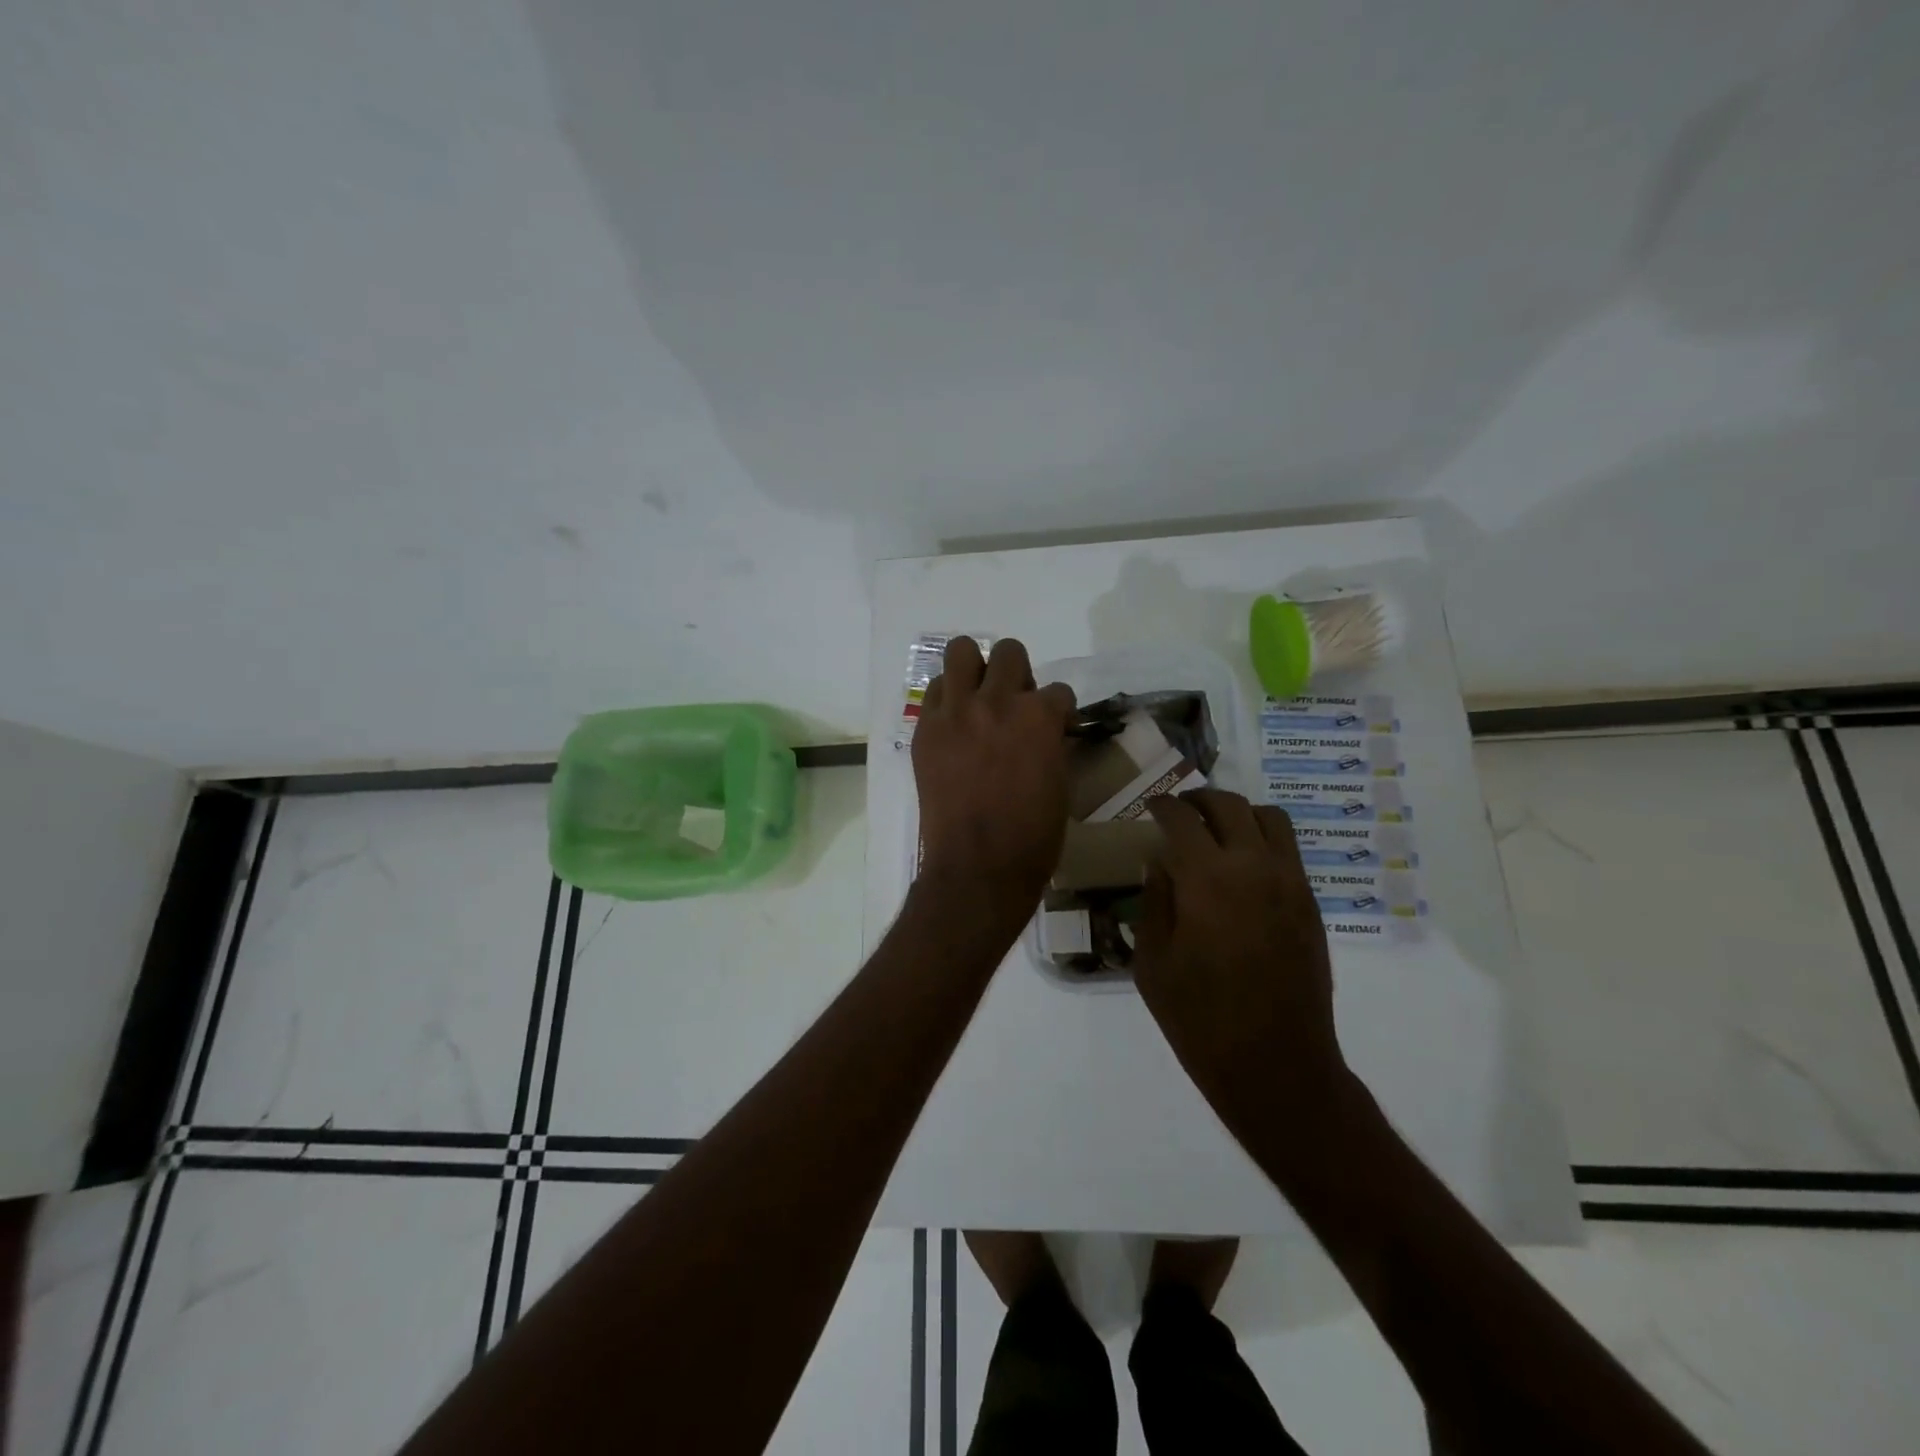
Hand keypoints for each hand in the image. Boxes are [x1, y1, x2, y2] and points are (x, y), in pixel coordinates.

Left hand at [912, 637, 1075, 916]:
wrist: (977, 866)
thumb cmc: (1032, 836)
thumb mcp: (1058, 783)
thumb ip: (1050, 744)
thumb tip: (1043, 732)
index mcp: (1039, 717)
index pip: (1058, 691)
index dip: (1058, 710)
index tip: (1053, 727)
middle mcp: (997, 702)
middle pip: (1009, 652)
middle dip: (1017, 673)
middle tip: (1013, 704)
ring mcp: (956, 712)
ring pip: (961, 651)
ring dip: (976, 669)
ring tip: (978, 698)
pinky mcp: (927, 728)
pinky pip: (935, 690)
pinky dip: (948, 699)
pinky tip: (954, 724)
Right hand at [1134, 790, 1348, 1137]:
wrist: (1276, 1064)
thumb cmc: (1199, 1018)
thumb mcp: (1152, 961)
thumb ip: (1155, 901)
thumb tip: (1161, 862)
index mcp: (1206, 879)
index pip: (1181, 817)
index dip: (1162, 805)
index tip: (1150, 807)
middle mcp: (1253, 866)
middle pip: (1228, 804)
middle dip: (1198, 800)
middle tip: (1179, 812)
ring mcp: (1290, 882)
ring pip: (1268, 817)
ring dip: (1237, 813)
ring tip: (1215, 832)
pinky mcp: (1310, 903)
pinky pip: (1287, 849)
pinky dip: (1261, 840)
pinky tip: (1241, 868)